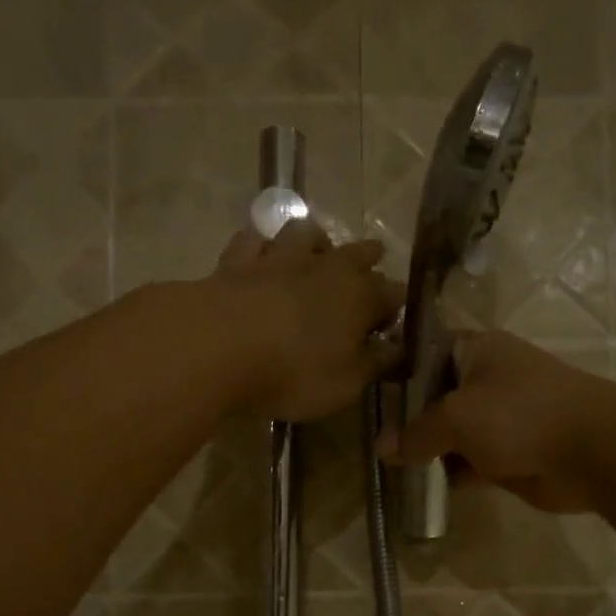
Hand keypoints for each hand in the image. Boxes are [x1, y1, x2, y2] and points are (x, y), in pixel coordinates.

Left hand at [204, 219, 402, 422]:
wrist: (219, 346)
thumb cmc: (294, 372)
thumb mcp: (345, 383)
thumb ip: (374, 364)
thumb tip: (397, 349)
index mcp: (360, 297)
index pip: (392, 294)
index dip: (395, 308)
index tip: (392, 323)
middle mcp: (326, 267)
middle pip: (357, 253)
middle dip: (368, 258)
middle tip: (373, 261)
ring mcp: (280, 257)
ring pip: (305, 232)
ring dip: (316, 239)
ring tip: (317, 248)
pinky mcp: (237, 260)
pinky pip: (254, 240)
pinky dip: (261, 243)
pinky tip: (261, 250)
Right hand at [379, 331, 612, 512]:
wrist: (592, 450)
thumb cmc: (519, 415)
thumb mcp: (457, 417)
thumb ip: (417, 433)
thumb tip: (383, 449)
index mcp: (476, 351)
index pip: (424, 354)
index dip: (396, 374)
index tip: (368, 398)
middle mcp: (487, 380)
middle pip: (435, 398)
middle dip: (407, 420)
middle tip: (373, 440)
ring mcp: (500, 420)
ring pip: (452, 434)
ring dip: (427, 451)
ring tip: (389, 467)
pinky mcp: (509, 455)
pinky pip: (469, 463)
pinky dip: (450, 474)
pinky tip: (421, 486)